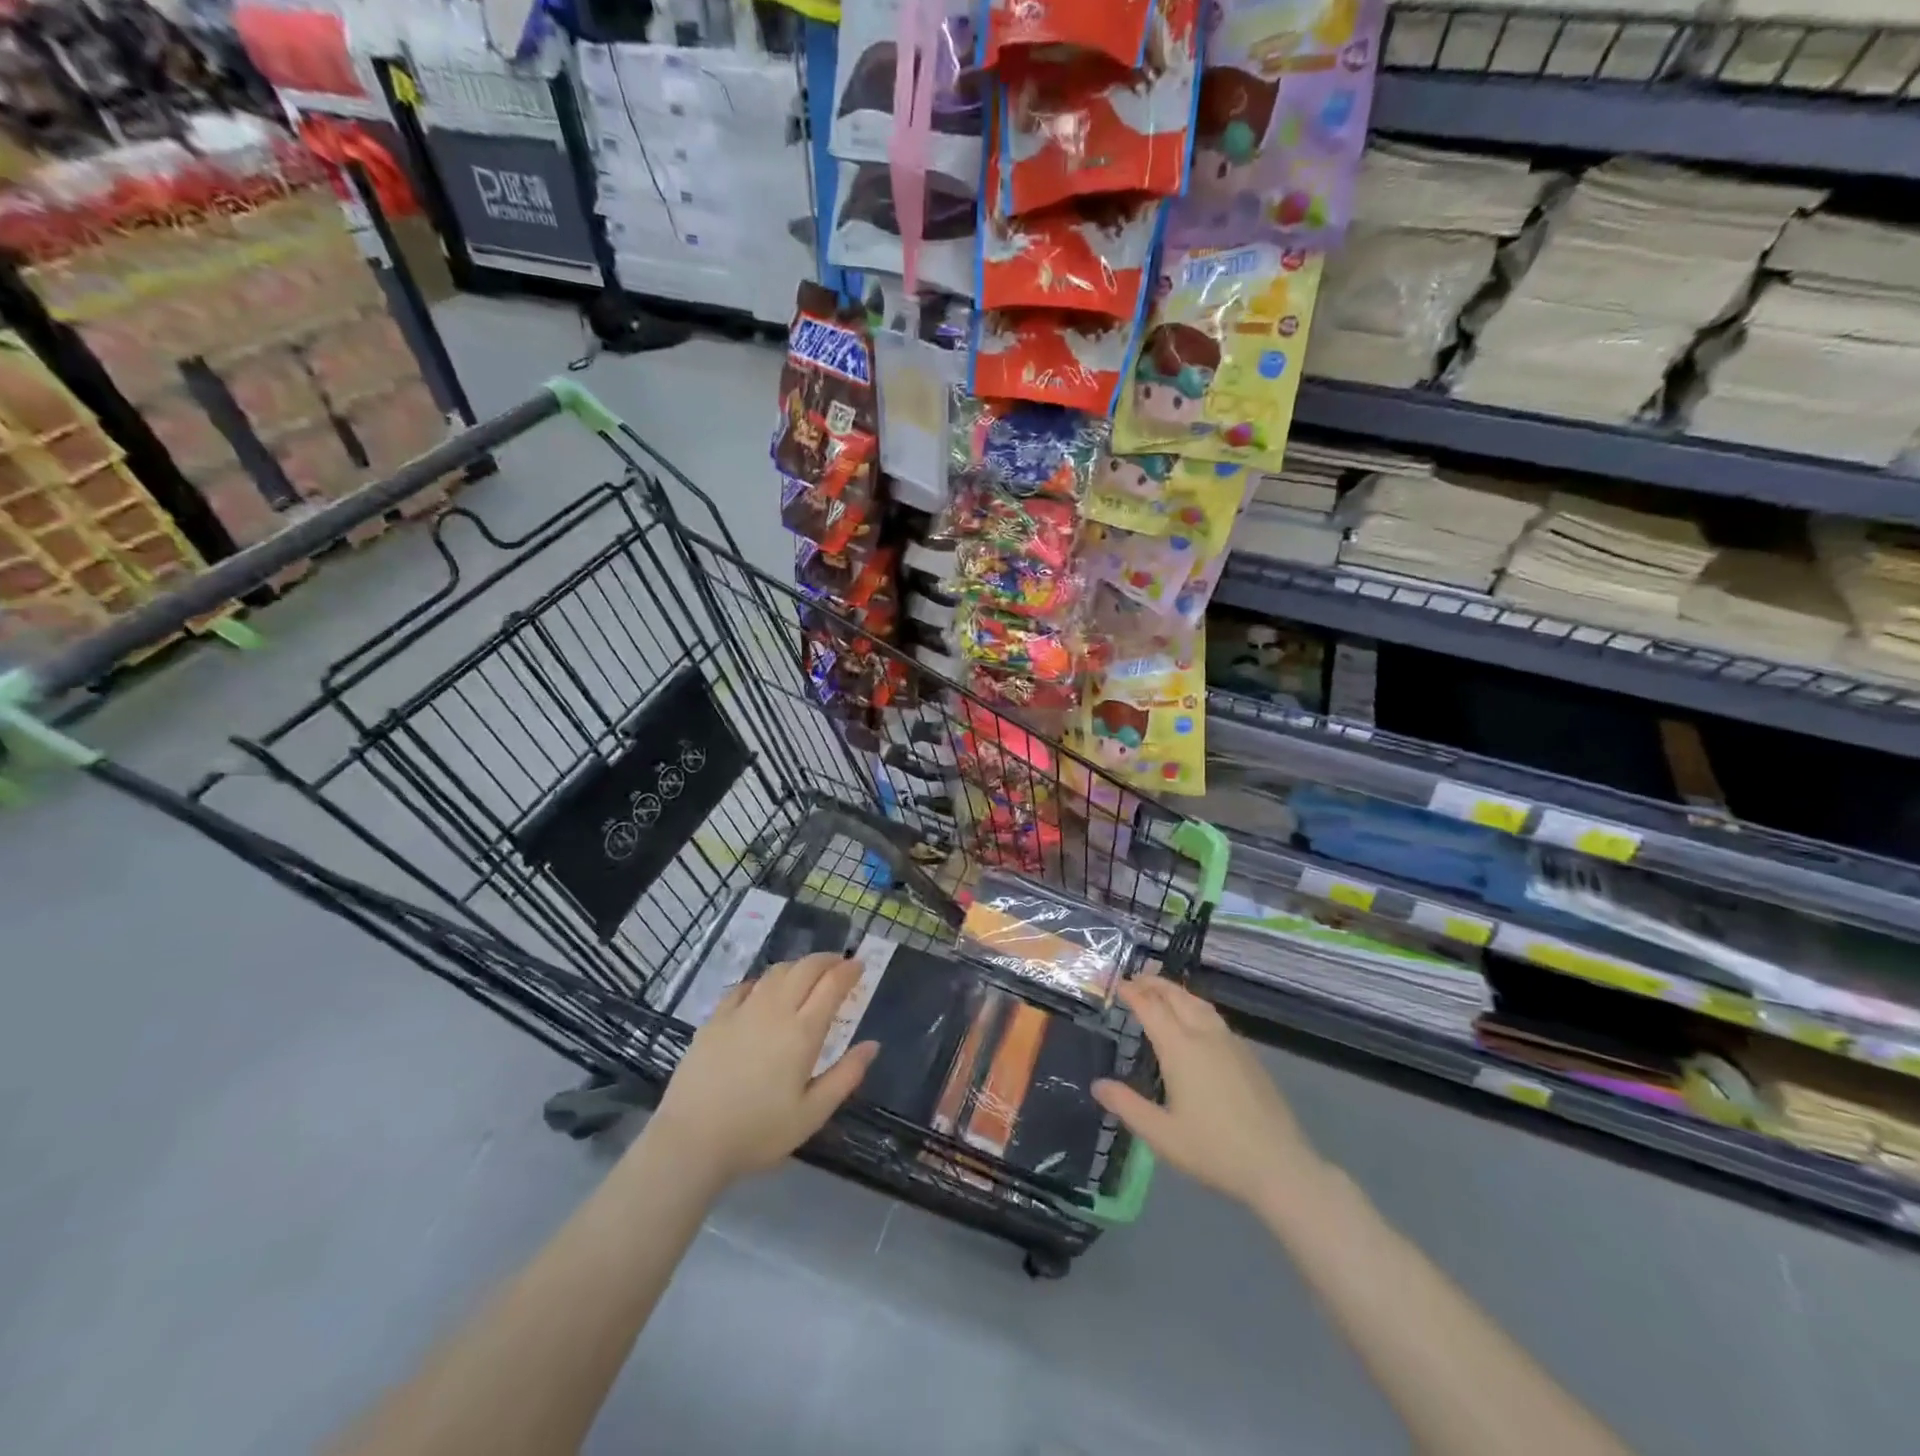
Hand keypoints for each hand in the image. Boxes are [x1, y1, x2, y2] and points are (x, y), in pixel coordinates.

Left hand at [645, 954, 876, 1192]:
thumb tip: (872, 1045)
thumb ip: (846, 1076)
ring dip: (798, 966)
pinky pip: (746, 986)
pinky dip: (764, 981)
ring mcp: (742, 1011)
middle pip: (805, 968)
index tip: (860, 966)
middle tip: (840, 964)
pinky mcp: (715, 1018)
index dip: (849, 970)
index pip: (832, 985)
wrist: (691, 1140)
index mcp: (802, 1032)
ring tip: (807, 975)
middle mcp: (775, 1010)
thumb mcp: (812, 1114)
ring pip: (776, 971)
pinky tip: (765, 991)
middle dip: (827, 960)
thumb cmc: (758, 1132)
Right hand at [1093, 979, 1318, 1209]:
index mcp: (1180, 1049)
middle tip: (1137, 978)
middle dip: (1155, 984)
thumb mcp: (1161, 1135)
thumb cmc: (1214, 1150)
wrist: (1279, 1166)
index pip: (1151, 1008)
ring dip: (1177, 991)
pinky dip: (1196, 1007)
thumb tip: (1098, 1085)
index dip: (1133, 993)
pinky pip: (1215, 1018)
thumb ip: (1126, 1106)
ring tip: (1163, 991)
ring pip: (1199, 1004)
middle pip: (1177, 997)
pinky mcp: (1249, 1056)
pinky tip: (1196, 1022)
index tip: (1119, 984)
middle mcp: (1205, 1036)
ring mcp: (1231, 1043)